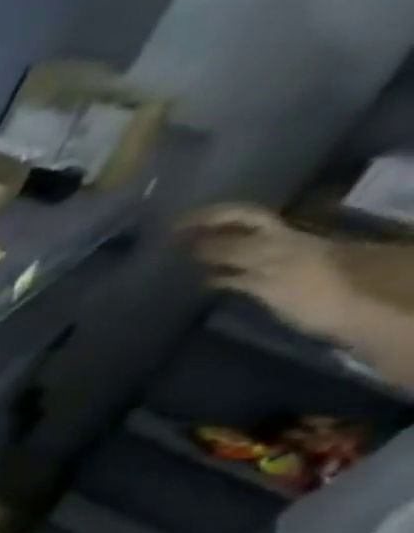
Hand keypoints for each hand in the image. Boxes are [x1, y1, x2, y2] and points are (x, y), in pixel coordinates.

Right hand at [177, 203, 358, 340]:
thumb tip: (192, 246)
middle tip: (167, 241)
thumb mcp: (277, 267)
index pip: (239, 217)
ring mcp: (273, 267)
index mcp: (279, 238)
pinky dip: (215, 277)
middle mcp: (276, 246)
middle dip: (205, 232)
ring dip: (206, 255)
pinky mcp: (270, 289)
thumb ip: (237, 255)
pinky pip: (237, 277)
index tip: (171, 227)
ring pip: (234, 253)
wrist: (364, 315)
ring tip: (174, 261)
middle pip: (236, 231)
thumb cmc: (321, 290)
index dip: (208, 217)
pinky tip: (198, 283)